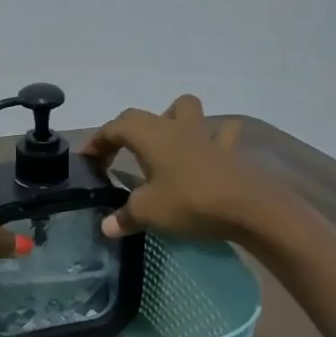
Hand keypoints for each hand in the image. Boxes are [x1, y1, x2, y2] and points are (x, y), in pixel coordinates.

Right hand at [81, 96, 260, 240]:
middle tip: (118, 153)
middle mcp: (174, 127)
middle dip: (126, 130)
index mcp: (150, 135)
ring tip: (164, 142)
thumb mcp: (148, 212)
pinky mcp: (230, 151)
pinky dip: (212, 138)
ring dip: (172, 119)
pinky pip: (221, 134)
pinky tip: (208, 152)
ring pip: (185, 110)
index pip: (114, 128)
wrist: (249, 208)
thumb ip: (124, 217)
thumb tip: (106, 226)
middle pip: (143, 116)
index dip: (97, 141)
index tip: (86, 158)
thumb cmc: (190, 201)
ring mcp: (205, 135)